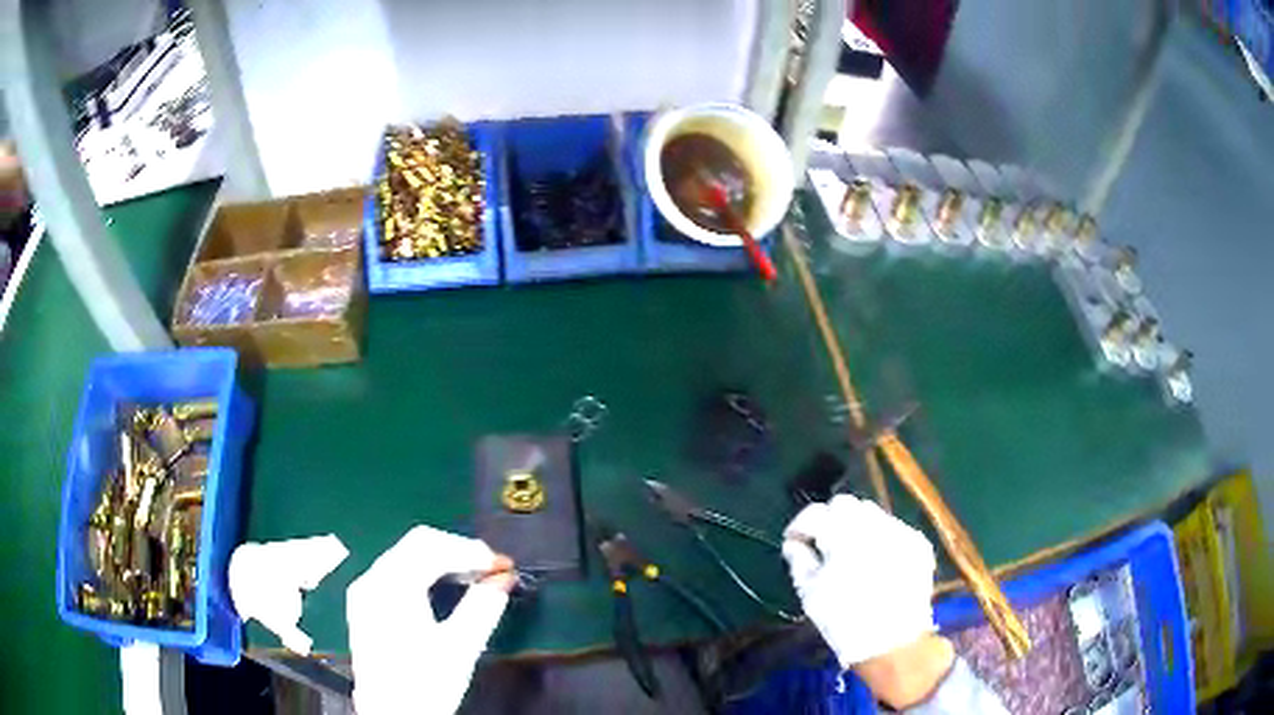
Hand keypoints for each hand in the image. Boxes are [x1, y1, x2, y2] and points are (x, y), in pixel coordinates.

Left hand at [347, 526, 514, 714]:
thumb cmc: (426, 683)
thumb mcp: (460, 647)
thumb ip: (483, 607)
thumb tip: (503, 579)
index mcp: (391, 586)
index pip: (431, 546)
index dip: (470, 550)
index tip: (503, 565)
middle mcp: (372, 580)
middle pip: (416, 545)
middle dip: (457, 552)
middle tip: (492, 570)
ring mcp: (364, 592)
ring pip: (405, 556)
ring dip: (442, 561)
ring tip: (475, 578)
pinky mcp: (365, 605)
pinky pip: (396, 572)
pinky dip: (424, 572)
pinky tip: (444, 588)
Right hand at [782, 494, 938, 668]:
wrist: (893, 643)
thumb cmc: (843, 621)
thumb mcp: (810, 594)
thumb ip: (799, 560)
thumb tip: (794, 543)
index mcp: (842, 536)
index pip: (815, 513)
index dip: (800, 525)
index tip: (794, 540)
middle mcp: (874, 525)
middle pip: (845, 504)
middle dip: (829, 519)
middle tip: (822, 543)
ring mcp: (899, 531)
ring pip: (871, 513)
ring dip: (855, 526)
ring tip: (849, 551)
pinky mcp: (917, 544)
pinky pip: (893, 529)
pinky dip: (879, 538)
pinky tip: (875, 562)